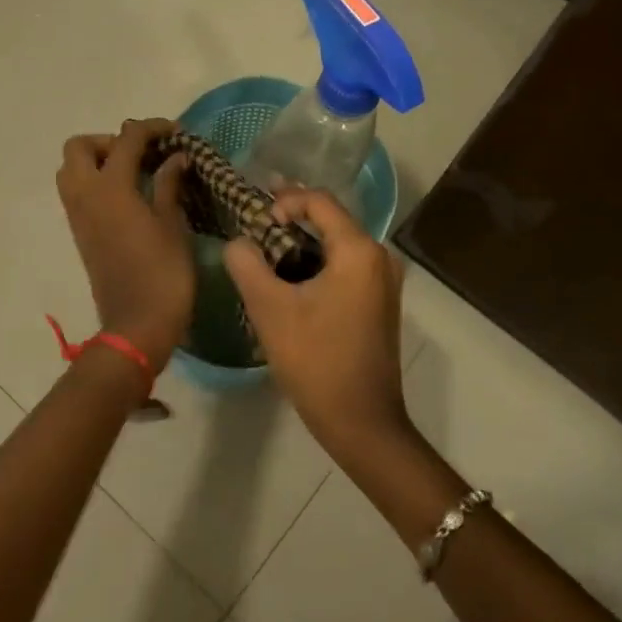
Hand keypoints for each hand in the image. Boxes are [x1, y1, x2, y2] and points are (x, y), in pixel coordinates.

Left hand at [56, 119, 194, 372]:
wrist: (136, 325)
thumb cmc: (163, 274)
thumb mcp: (173, 226)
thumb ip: (170, 185)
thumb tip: (176, 157)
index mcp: (111, 188)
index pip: (126, 139)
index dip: (151, 128)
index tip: (174, 132)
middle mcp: (85, 194)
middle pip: (79, 147)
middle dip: (108, 141)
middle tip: (140, 154)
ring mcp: (77, 215)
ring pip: (70, 169)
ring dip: (96, 160)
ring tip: (132, 173)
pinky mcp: (78, 233)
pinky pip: (76, 192)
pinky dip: (94, 182)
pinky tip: (127, 196)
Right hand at [225, 188, 407, 457]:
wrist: (360, 421)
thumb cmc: (315, 360)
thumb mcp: (269, 309)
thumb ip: (247, 265)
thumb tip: (238, 243)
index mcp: (358, 251)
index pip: (320, 201)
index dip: (285, 200)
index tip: (257, 219)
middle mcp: (379, 258)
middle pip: (331, 219)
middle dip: (292, 217)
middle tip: (256, 221)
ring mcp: (383, 281)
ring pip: (337, 244)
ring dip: (303, 241)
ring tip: (266, 247)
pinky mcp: (379, 302)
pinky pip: (345, 266)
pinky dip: (317, 262)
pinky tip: (290, 275)